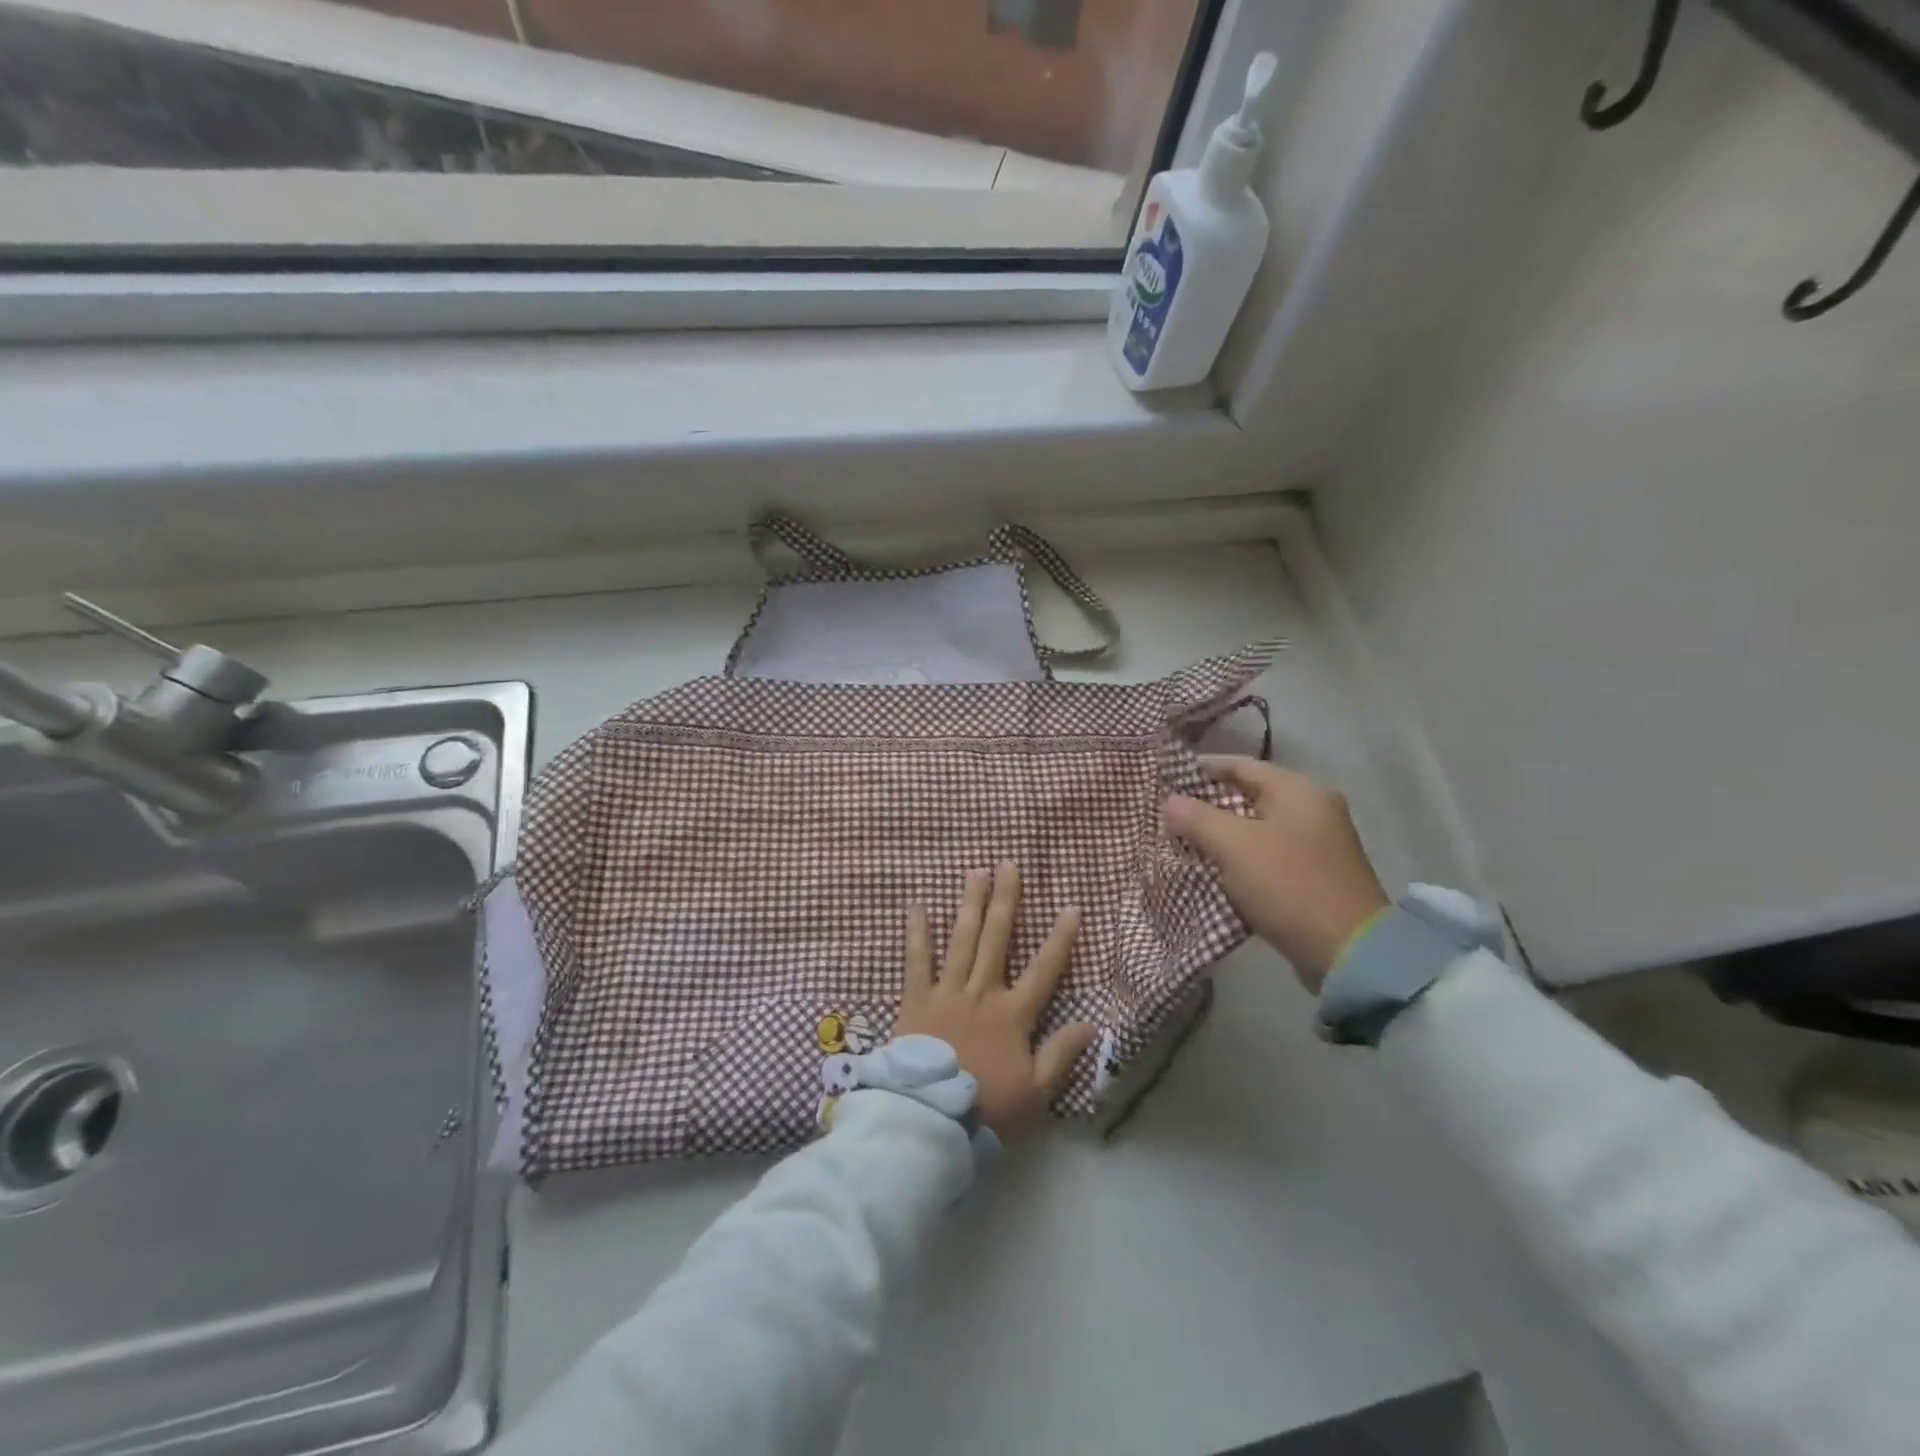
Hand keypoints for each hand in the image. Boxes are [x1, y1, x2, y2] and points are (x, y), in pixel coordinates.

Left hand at [892, 864, 1096, 1138]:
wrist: (931, 1119)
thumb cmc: (987, 1109)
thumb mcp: (1036, 1092)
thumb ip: (1061, 1055)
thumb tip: (1091, 1024)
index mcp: (1013, 1015)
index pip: (1044, 970)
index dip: (1060, 939)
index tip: (1071, 907)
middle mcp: (982, 993)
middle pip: (997, 939)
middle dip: (1006, 901)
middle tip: (1008, 865)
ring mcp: (948, 992)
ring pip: (961, 940)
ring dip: (969, 905)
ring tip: (975, 873)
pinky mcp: (916, 1000)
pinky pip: (916, 961)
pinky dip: (917, 934)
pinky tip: (917, 907)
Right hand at [1163, 757, 1388, 993]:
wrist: (1348, 951)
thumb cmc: (1288, 884)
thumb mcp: (1234, 846)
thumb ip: (1197, 818)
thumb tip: (1170, 801)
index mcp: (1298, 790)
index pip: (1241, 765)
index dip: (1202, 769)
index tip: (1168, 779)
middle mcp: (1313, 807)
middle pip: (1250, 794)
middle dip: (1209, 805)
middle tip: (1172, 815)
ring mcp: (1318, 842)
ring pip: (1258, 826)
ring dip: (1223, 833)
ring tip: (1186, 842)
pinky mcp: (1316, 873)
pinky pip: (1269, 853)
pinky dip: (1242, 856)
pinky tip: (1216, 869)